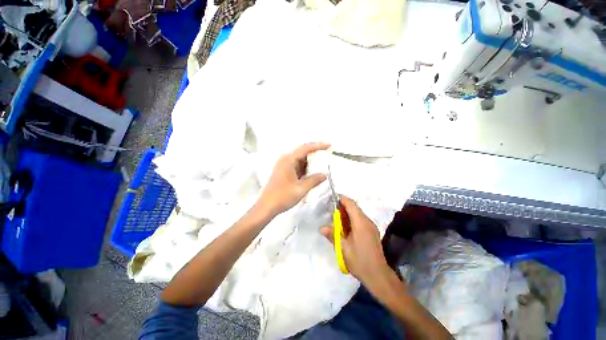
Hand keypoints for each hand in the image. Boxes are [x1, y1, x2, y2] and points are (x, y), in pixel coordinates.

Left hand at [257, 142, 329, 216]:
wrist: (266, 207)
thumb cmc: (282, 197)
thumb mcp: (301, 189)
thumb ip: (314, 180)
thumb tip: (325, 174)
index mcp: (288, 160)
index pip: (306, 148)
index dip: (318, 146)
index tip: (329, 145)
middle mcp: (285, 159)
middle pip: (303, 152)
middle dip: (315, 153)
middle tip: (328, 154)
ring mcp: (283, 165)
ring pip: (300, 159)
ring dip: (310, 161)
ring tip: (323, 163)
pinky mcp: (283, 171)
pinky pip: (297, 165)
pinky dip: (305, 167)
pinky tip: (312, 172)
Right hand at [320, 196, 389, 286]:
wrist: (378, 275)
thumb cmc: (360, 261)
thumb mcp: (343, 249)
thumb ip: (333, 235)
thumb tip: (322, 228)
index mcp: (360, 223)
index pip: (351, 204)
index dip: (342, 199)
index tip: (332, 198)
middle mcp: (367, 221)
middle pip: (355, 208)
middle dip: (343, 207)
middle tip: (331, 211)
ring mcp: (371, 226)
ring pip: (358, 214)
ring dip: (347, 213)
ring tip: (336, 219)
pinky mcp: (372, 232)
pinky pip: (361, 220)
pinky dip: (352, 219)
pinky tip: (345, 228)